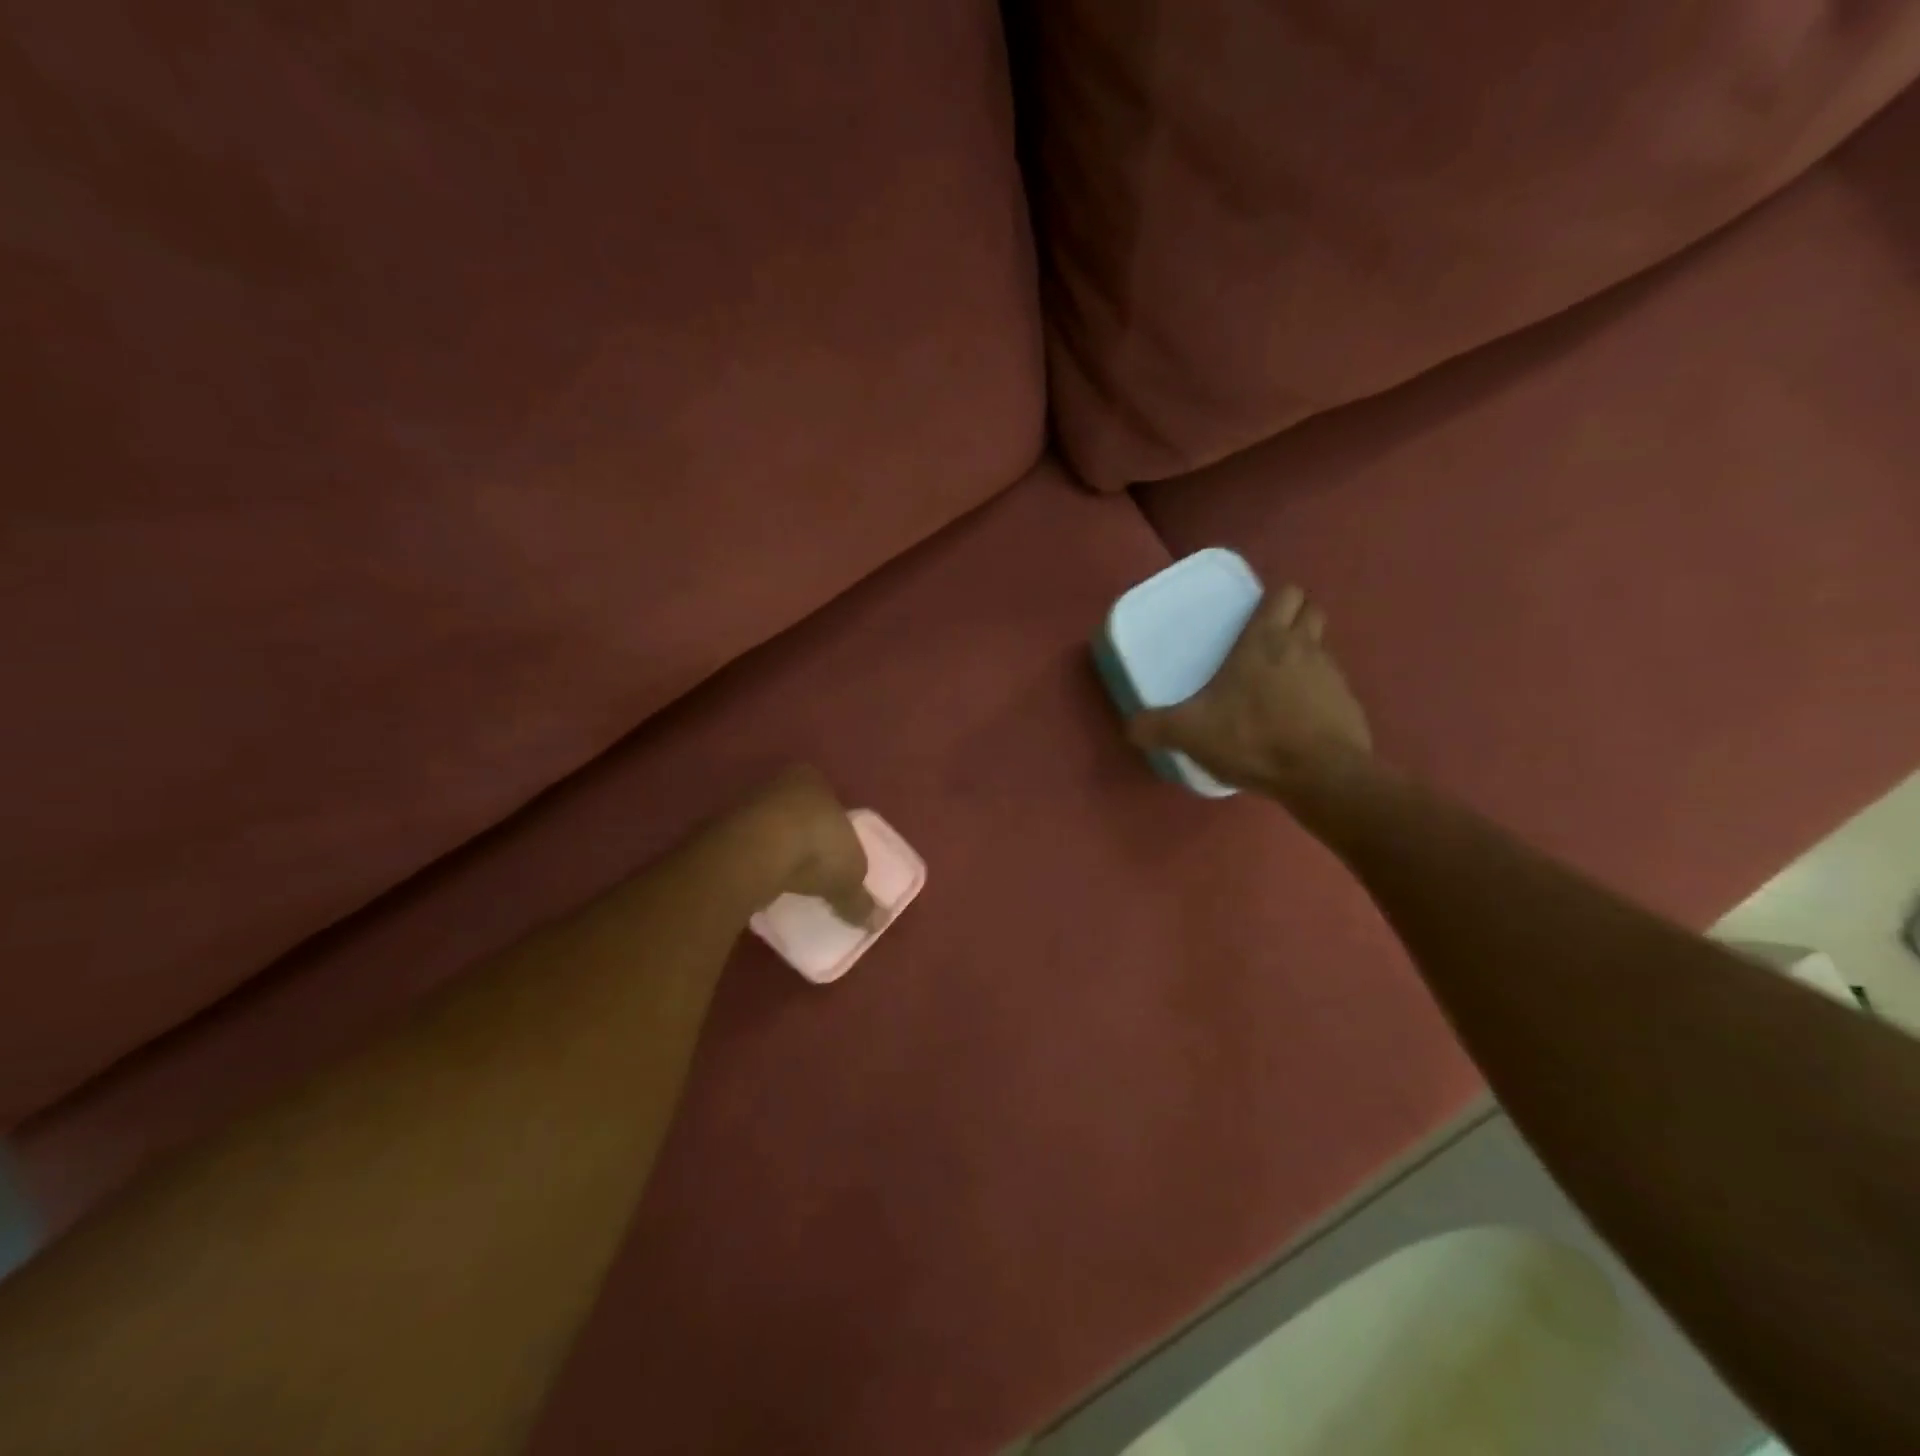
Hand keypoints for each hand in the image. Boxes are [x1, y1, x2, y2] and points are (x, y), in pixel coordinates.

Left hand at [732, 766, 879, 929]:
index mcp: (814, 780)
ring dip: (775, 851)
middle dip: (804, 837)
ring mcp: (746, 803)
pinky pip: (746, 847)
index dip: (834, 826)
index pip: (828, 799)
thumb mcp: (849, 877)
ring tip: (786, 882)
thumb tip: (877, 921)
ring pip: (768, 828)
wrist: (754, 852)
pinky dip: (754, 863)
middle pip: (797, 812)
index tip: (836, 854)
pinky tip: (761, 885)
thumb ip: (860, 898)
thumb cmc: (816, 848)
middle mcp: (779, 783)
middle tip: (813, 869)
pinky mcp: (720, 828)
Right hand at [1128, 585, 1371, 789]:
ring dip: (1305, 657)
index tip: (1253, 617)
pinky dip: (1317, 695)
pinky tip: (1297, 721)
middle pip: (1310, 610)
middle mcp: (1303, 647)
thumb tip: (1130, 727)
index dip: (1272, 600)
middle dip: (1294, 617)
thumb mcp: (1190, 733)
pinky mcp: (1350, 705)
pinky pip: (1332, 688)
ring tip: (1278, 687)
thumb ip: (1155, 726)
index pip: (1284, 594)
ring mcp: (1333, 674)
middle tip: (1266, 644)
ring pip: (1322, 648)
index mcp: (1265, 640)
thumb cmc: (1252, 737)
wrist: (1321, 775)